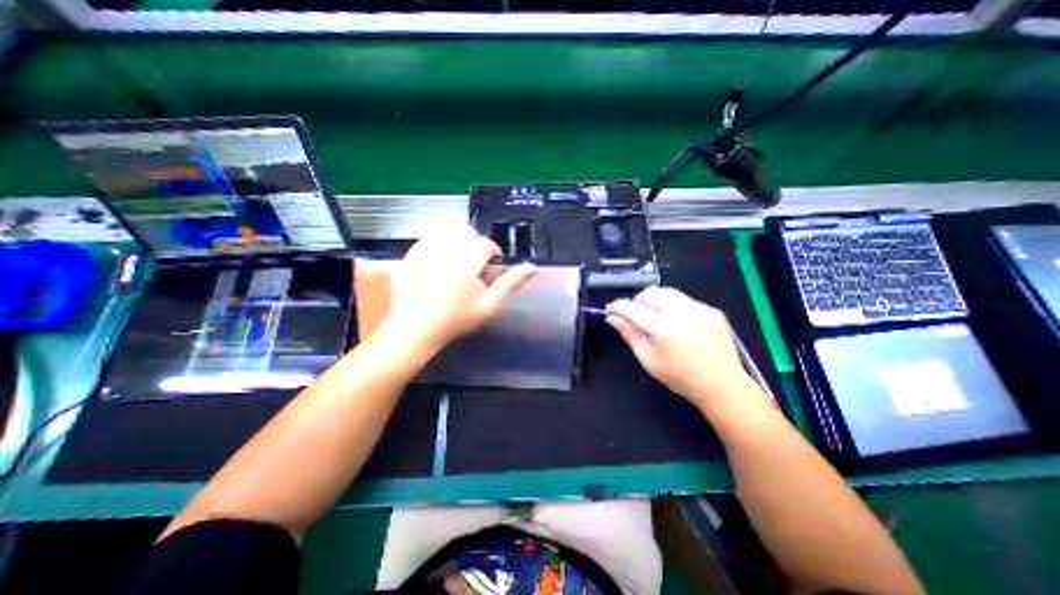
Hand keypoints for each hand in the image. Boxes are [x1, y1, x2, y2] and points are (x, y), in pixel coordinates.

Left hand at [380, 228, 538, 354]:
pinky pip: (427, 238)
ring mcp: (421, 254)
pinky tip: (440, 261)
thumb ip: (510, 283)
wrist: (416, 329)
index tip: (492, 263)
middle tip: (475, 261)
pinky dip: (438, 244)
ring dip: (457, 241)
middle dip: (475, 242)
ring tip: (458, 259)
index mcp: (464, 267)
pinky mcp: (408, 256)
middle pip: (465, 231)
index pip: (485, 244)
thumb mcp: (489, 306)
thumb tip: (532, 267)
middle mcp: (442, 255)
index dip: (493, 251)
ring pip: (445, 231)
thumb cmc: (456, 320)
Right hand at [605, 288, 762, 409]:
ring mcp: (699, 308)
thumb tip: (612, 318)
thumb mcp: (648, 360)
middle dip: (636, 300)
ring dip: (654, 300)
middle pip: (649, 293)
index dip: (617, 306)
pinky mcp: (711, 310)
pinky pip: (685, 298)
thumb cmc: (680, 377)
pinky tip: (677, 322)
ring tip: (654, 316)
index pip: (632, 308)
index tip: (610, 309)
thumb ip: (630, 335)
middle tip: (634, 315)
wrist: (722, 385)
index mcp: (663, 328)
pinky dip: (673, 305)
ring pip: (667, 291)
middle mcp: (681, 312)